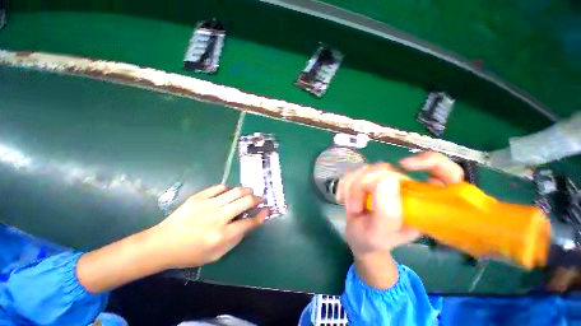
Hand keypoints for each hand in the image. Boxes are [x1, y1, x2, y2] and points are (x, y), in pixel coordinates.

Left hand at [78, 184, 266, 293]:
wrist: (162, 243)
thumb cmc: (190, 253)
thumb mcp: (216, 255)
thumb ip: (235, 239)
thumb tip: (248, 224)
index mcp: (221, 235)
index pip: (248, 223)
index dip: (260, 216)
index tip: (266, 211)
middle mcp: (218, 217)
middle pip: (245, 202)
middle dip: (256, 199)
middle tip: (259, 199)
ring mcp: (208, 204)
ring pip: (235, 191)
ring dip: (246, 190)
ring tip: (250, 191)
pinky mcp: (199, 197)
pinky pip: (219, 187)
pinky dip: (228, 188)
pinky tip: (230, 192)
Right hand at [337, 152, 463, 258]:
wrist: (357, 238)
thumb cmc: (371, 241)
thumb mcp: (379, 234)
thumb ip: (387, 212)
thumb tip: (387, 178)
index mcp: (423, 204)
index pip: (447, 174)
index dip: (432, 163)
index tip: (404, 165)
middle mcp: (407, 189)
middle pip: (388, 170)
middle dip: (364, 186)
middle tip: (355, 207)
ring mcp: (386, 183)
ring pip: (367, 169)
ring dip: (352, 187)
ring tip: (350, 207)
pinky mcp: (369, 180)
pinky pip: (354, 172)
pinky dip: (345, 184)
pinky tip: (342, 198)